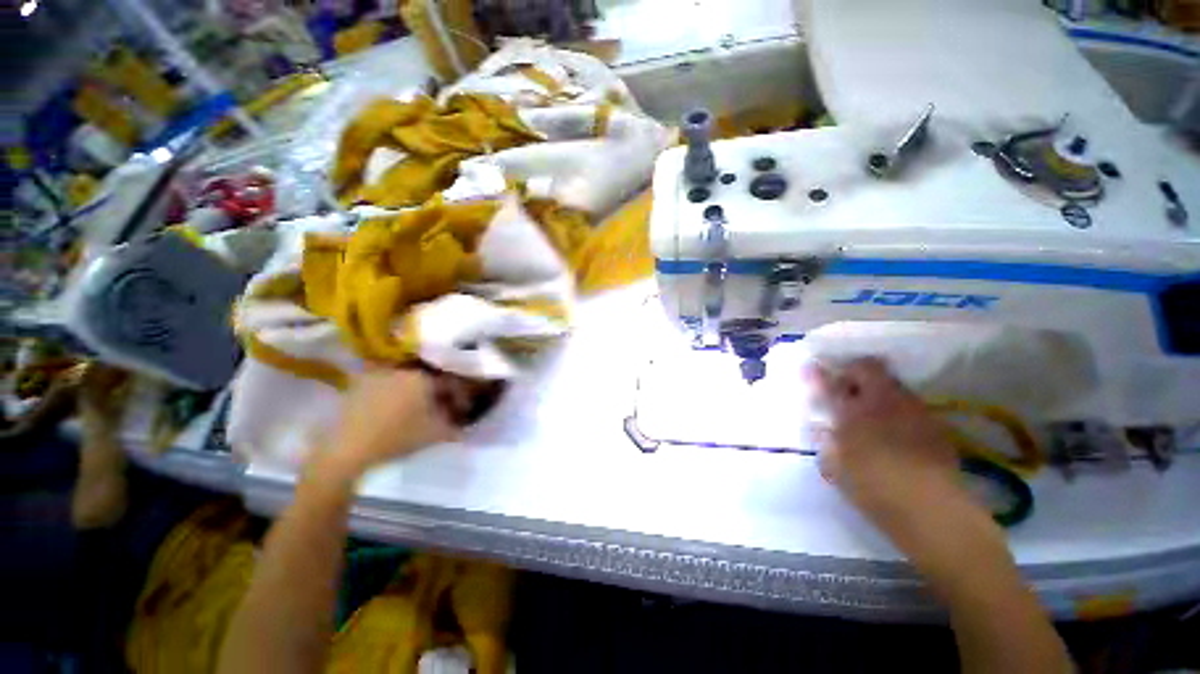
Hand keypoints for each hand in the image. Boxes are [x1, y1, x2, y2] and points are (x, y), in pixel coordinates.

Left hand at [319, 368, 459, 478]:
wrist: (348, 449)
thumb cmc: (398, 438)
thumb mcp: (435, 434)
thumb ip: (455, 427)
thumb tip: (465, 426)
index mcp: (424, 378)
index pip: (450, 383)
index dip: (459, 397)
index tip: (462, 411)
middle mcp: (403, 370)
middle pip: (429, 379)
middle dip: (437, 393)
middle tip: (440, 409)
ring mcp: (379, 375)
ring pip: (407, 380)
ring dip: (416, 392)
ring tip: (418, 409)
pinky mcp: (360, 384)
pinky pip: (386, 384)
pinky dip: (394, 393)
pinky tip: (394, 408)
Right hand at [806, 357, 974, 528]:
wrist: (931, 511)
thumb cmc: (872, 488)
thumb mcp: (834, 466)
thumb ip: (825, 440)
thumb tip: (822, 427)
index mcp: (852, 411)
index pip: (829, 382)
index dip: (818, 373)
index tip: (810, 368)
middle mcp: (883, 402)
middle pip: (869, 368)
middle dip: (854, 372)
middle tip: (845, 387)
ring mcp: (913, 410)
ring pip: (893, 384)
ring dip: (877, 389)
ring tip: (871, 408)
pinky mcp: (935, 424)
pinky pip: (911, 405)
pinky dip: (898, 408)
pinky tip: (896, 429)